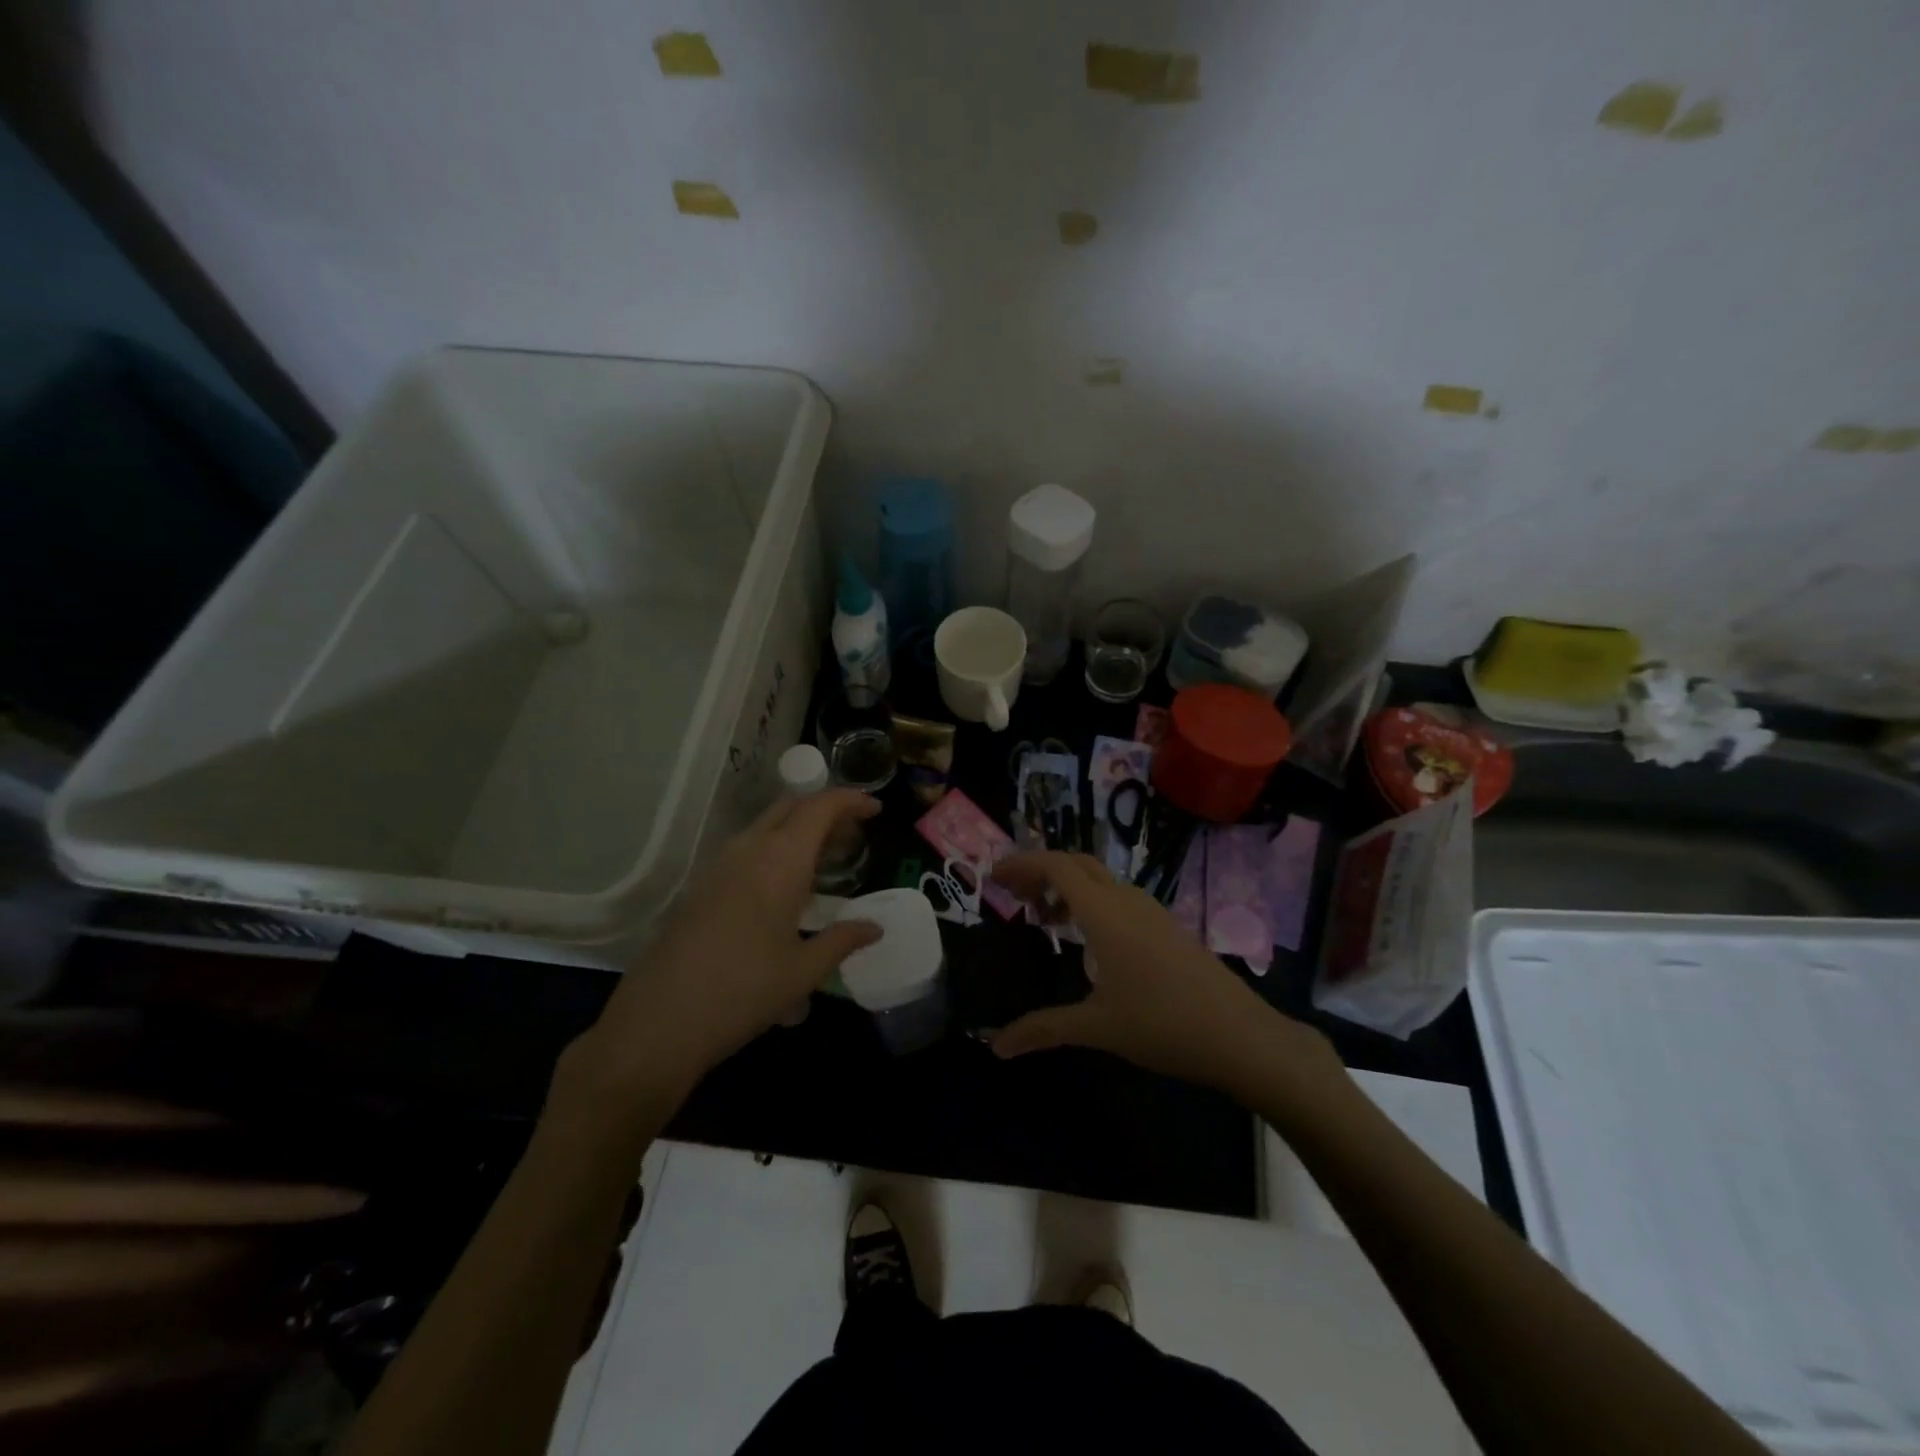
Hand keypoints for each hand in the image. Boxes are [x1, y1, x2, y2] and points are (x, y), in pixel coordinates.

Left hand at [570, 790, 882, 1099]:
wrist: (659, 1022)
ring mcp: (720, 865)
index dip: (851, 800)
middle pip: (792, 807)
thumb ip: (843, 940)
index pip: (820, 807)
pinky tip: (787, 886)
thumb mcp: (803, 971)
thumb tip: (875, 928)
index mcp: (780, 861)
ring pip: (767, 825)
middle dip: (826, 811)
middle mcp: (749, 850)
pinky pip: (748, 847)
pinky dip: (777, 848)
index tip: (875, 810)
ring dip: (799, 829)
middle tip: (853, 836)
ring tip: (826, 860)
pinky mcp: (703, 885)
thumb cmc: (742, 993)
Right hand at [989, 851, 1341, 1096]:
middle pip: (1077, 863)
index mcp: (1105, 913)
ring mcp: (1151, 911)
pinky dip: (1091, 902)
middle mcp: (1127, 901)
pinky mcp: (1167, 927)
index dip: (1022, 864)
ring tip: (1045, 919)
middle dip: (1041, 870)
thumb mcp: (1098, 1027)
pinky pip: (1118, 896)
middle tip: (1014, 896)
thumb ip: (1044, 1029)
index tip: (994, 877)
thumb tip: (995, 1046)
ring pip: (1100, 879)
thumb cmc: (1164, 1025)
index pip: (1056, 866)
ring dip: (1068, 887)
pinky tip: (1087, 939)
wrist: (1241, 1036)